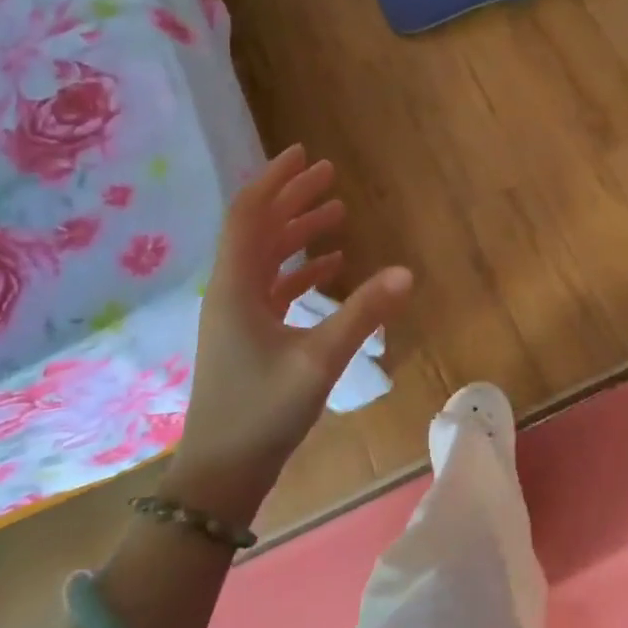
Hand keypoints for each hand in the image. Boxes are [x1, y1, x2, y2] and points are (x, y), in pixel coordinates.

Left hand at [168, 146, 411, 516]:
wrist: (221, 475)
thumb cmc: (262, 412)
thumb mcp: (318, 361)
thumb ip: (362, 314)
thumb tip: (406, 272)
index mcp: (236, 287)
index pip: (250, 215)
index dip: (275, 180)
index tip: (303, 153)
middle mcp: (232, 292)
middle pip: (260, 230)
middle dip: (292, 198)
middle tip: (329, 175)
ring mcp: (239, 316)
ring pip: (268, 258)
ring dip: (299, 232)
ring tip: (336, 212)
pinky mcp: (250, 337)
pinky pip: (276, 288)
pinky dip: (302, 271)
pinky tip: (332, 268)